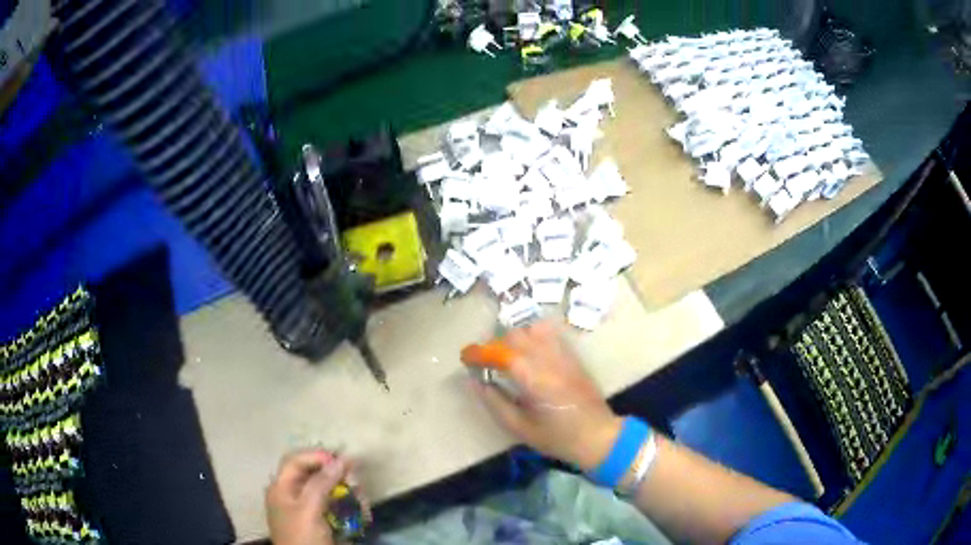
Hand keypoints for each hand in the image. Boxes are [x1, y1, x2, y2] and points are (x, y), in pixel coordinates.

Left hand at [266, 450, 348, 544]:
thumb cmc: (302, 537)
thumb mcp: (309, 509)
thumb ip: (321, 484)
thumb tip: (340, 460)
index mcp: (280, 488)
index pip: (296, 461)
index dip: (317, 456)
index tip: (341, 460)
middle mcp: (289, 495)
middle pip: (309, 474)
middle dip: (331, 472)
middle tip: (353, 474)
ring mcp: (302, 509)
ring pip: (322, 489)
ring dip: (340, 487)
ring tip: (357, 490)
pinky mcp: (316, 522)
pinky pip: (329, 505)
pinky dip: (342, 502)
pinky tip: (355, 504)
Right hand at [471, 321, 621, 471]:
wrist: (597, 435)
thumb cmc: (557, 437)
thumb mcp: (519, 427)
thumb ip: (494, 402)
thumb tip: (474, 382)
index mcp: (532, 377)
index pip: (499, 352)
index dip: (478, 352)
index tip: (465, 358)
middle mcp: (547, 358)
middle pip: (515, 335)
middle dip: (495, 344)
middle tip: (487, 363)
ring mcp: (563, 354)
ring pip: (533, 329)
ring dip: (515, 338)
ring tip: (509, 355)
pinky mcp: (572, 355)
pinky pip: (550, 334)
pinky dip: (533, 336)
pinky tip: (530, 353)